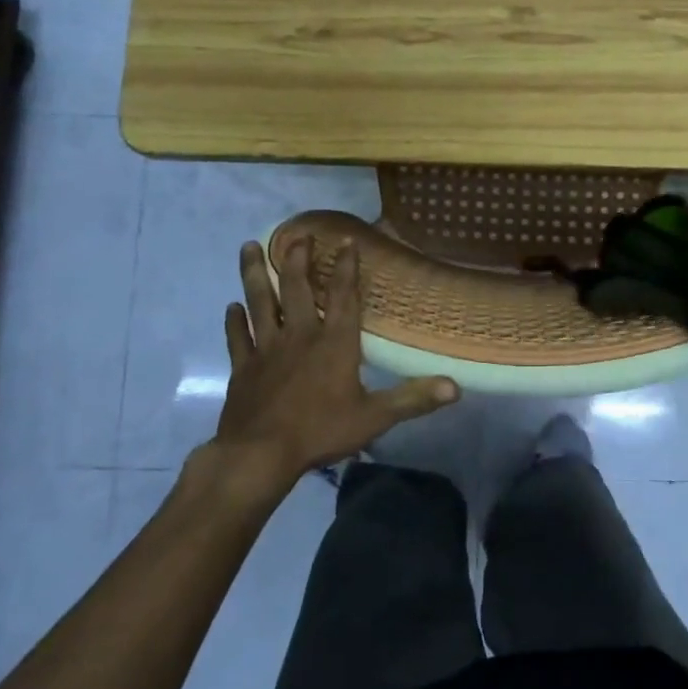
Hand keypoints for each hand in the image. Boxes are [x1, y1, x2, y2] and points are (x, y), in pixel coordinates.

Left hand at [206, 237, 458, 493]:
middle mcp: (299, 336)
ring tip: (248, 246)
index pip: (343, 296)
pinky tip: (231, 307)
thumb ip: (413, 399)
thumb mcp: (374, 417)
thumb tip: (456, 387)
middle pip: (296, 289)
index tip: (345, 240)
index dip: (346, 268)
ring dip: (254, 274)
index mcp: (334, 344)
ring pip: (260, 303)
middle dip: (296, 258)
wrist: (260, 455)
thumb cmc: (320, 432)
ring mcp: (266, 350)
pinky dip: (234, 322)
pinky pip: (237, 338)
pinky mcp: (243, 368)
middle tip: (296, 234)